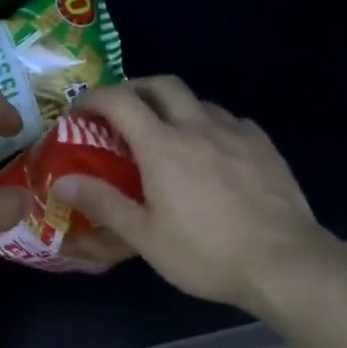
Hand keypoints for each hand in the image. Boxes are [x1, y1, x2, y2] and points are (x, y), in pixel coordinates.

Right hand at [53, 76, 323, 310]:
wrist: (284, 262)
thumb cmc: (206, 253)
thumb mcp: (145, 236)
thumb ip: (103, 203)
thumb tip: (62, 182)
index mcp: (163, 145)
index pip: (120, 101)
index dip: (94, 98)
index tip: (80, 110)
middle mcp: (198, 126)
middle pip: (162, 85)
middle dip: (135, 88)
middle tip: (121, 111)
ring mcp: (236, 132)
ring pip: (198, 101)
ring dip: (174, 107)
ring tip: (167, 135)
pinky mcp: (264, 145)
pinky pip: (230, 121)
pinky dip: (210, 125)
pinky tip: (213, 151)